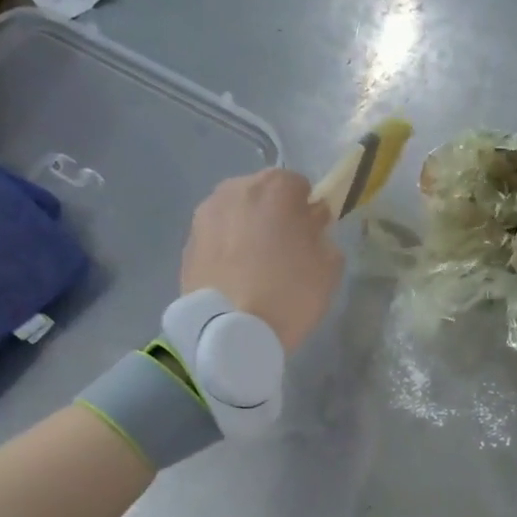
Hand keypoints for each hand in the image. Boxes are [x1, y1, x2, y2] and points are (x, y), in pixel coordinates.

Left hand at [180, 169, 342, 353]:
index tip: (310, 235)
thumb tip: (310, 226)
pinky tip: (235, 279)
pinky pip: (217, 238)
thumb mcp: (329, 266)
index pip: (298, 185)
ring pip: (236, 214)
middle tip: (283, 251)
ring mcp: (205, 215)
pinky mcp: (187, 243)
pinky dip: (226, 250)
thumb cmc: (290, 294)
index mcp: (274, 187)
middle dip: (274, 215)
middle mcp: (234, 190)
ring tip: (256, 267)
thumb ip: (322, 235)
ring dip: (247, 230)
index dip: (307, 210)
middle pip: (262, 194)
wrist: (231, 331)